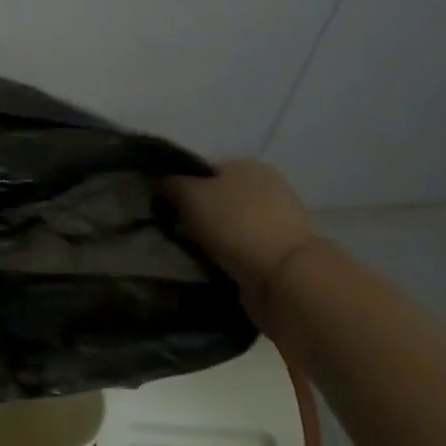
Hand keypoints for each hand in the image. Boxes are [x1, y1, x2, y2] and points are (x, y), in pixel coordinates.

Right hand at [166, 160, 312, 306]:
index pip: (205, 169)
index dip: (182, 184)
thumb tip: (160, 181)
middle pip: (219, 197)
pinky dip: (229, 255)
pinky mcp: (282, 254)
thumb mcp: (190, 194)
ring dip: (214, 236)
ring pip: (231, 224)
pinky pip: (244, 248)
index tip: (165, 204)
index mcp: (248, 165)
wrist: (285, 279)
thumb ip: (171, 183)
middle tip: (177, 229)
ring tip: (192, 250)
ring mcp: (280, 222)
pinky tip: (214, 263)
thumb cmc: (235, 224)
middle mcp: (268, 187)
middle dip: (199, 212)